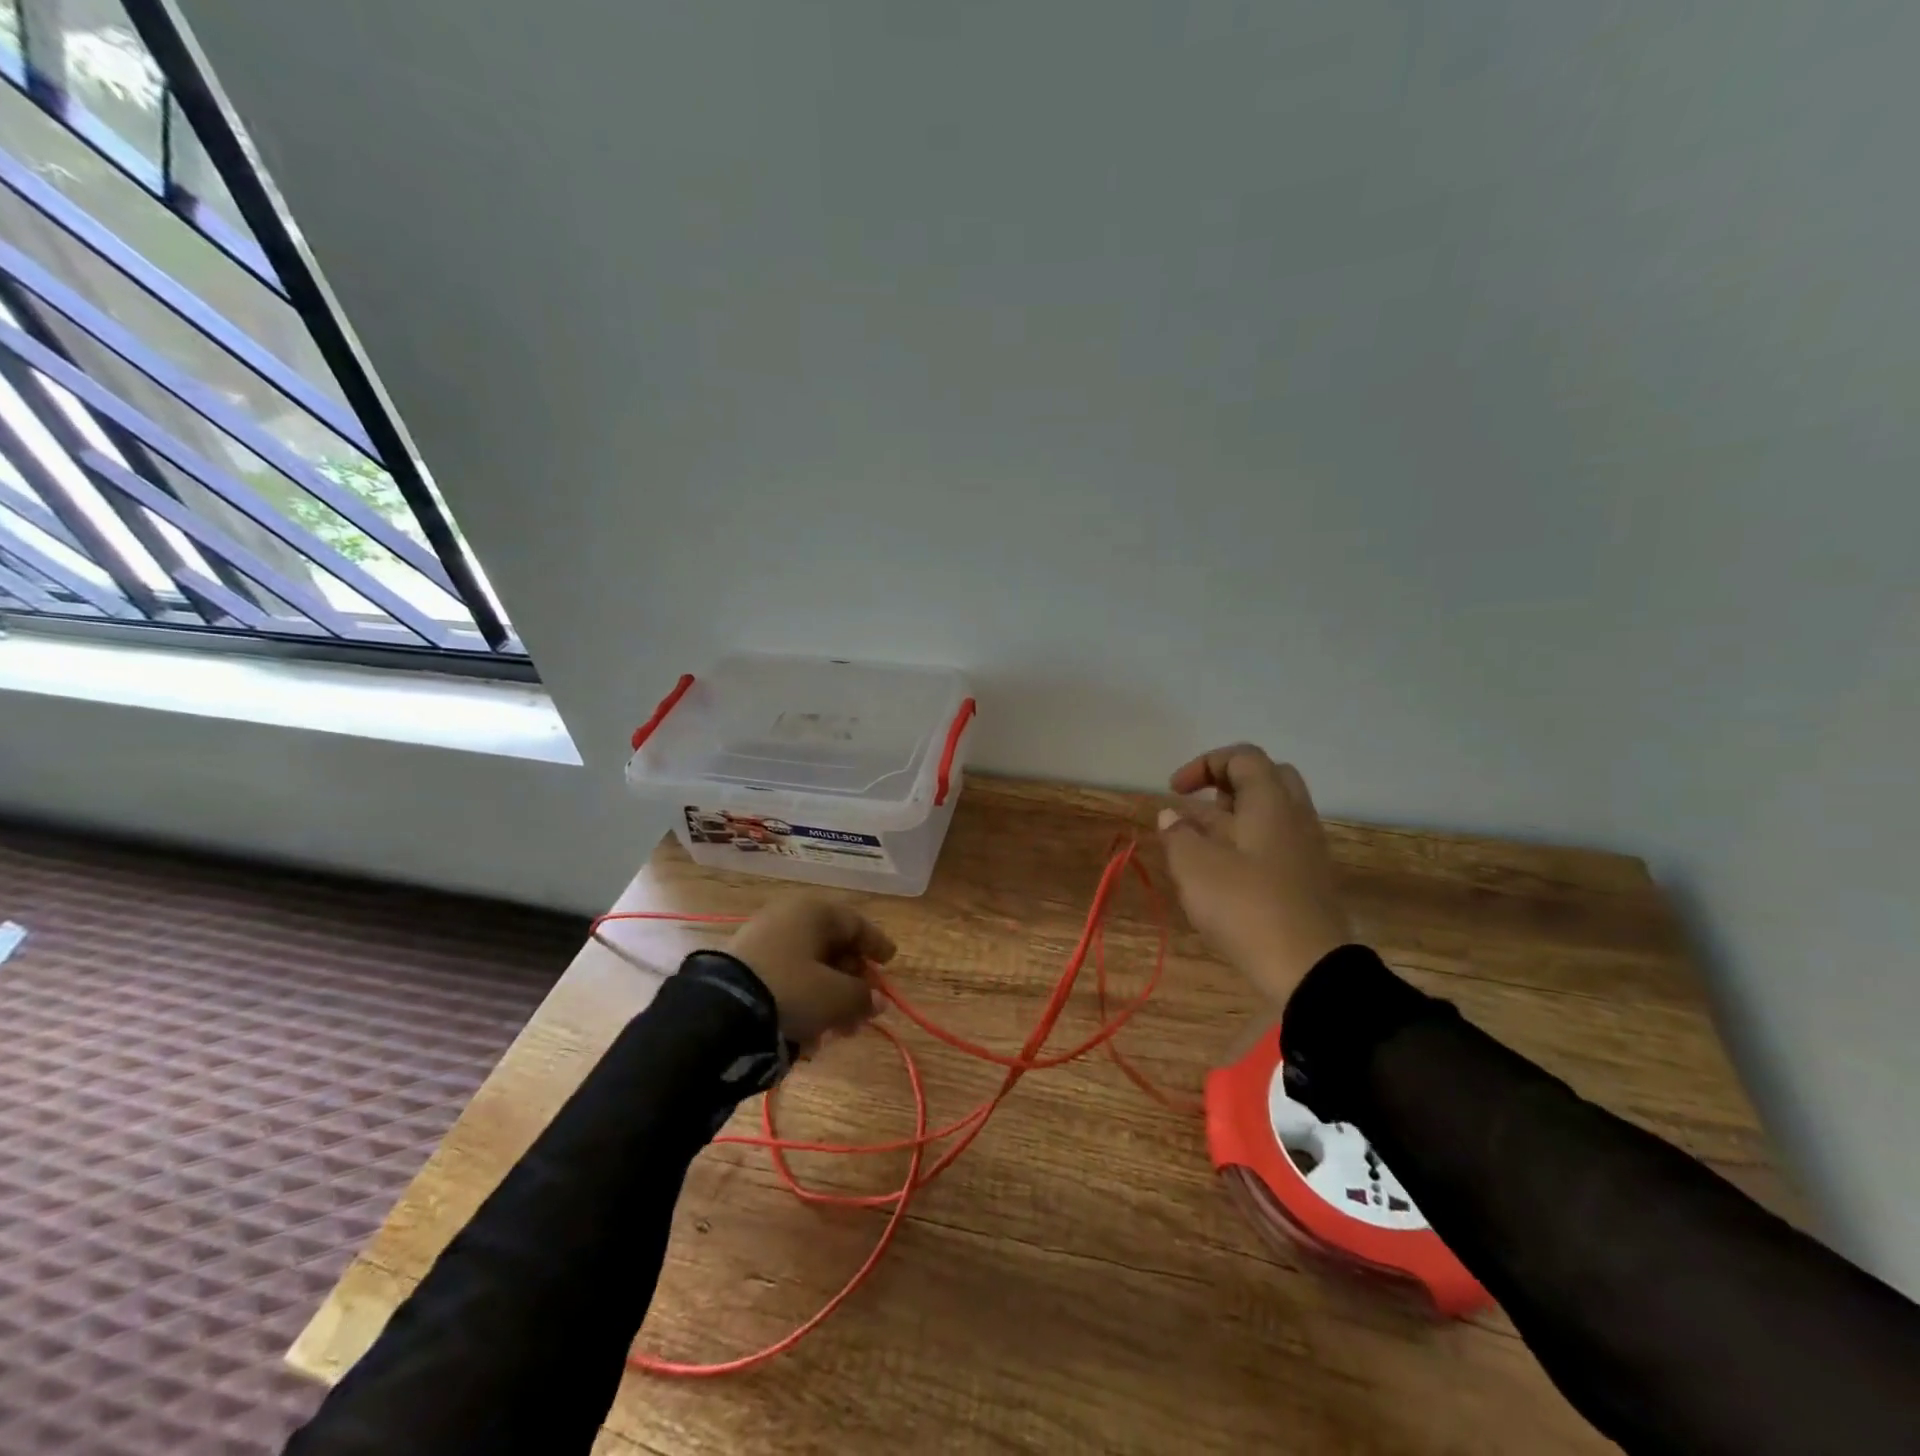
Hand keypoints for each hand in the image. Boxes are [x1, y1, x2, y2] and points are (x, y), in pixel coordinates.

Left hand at [725, 894, 895, 1046]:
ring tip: (837, 1031)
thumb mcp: (835, 997)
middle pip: (832, 948)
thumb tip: (877, 1001)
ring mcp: (763, 940)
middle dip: (851, 982)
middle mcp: (789, 918)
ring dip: (828, 998)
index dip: (876, 945)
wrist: (719, 1011)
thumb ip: (862, 997)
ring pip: (808, 967)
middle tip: (864, 1010)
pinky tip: (807, 1032)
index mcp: (815, 912)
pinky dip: (802, 1001)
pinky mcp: (744, 967)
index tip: (890, 961)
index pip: (856, 924)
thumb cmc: (791, 990)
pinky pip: (785, 980)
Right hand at [1157, 744, 1351, 1008]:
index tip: (1175, 791)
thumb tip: (1171, 816)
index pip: (1243, 757)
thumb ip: (1178, 835)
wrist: (1310, 970)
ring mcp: (1307, 850)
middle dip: (1226, 786)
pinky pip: (1277, 844)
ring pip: (1271, 815)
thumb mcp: (1195, 868)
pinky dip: (1247, 846)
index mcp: (1271, 803)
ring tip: (1200, 846)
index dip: (1204, 764)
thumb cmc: (1246, 907)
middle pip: (1266, 779)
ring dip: (1234, 820)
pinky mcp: (1308, 881)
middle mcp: (1295, 817)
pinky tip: (1223, 875)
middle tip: (1199, 808)